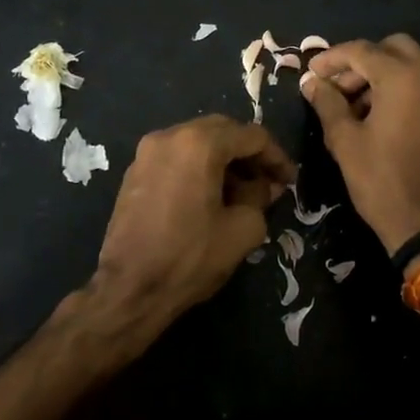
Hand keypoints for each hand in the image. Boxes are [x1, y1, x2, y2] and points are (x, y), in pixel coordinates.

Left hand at [85, 115, 296, 352]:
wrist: (129, 288)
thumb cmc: (190, 257)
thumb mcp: (242, 229)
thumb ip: (260, 197)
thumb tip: (263, 186)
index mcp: (199, 143)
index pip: (252, 136)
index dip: (276, 157)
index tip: (290, 181)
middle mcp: (170, 135)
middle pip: (223, 131)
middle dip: (249, 154)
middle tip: (268, 183)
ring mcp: (147, 151)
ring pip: (198, 142)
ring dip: (224, 160)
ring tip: (242, 192)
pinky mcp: (135, 171)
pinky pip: (177, 156)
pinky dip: (199, 167)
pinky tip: (211, 196)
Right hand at [301, 35, 419, 256]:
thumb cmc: (382, 182)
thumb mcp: (345, 142)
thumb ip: (327, 103)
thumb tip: (312, 82)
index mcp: (403, 78)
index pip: (362, 51)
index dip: (332, 58)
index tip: (313, 73)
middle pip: (394, 47)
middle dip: (363, 61)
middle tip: (339, 87)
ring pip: (415, 65)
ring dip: (385, 74)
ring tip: (359, 106)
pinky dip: (407, 90)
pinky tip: (388, 119)